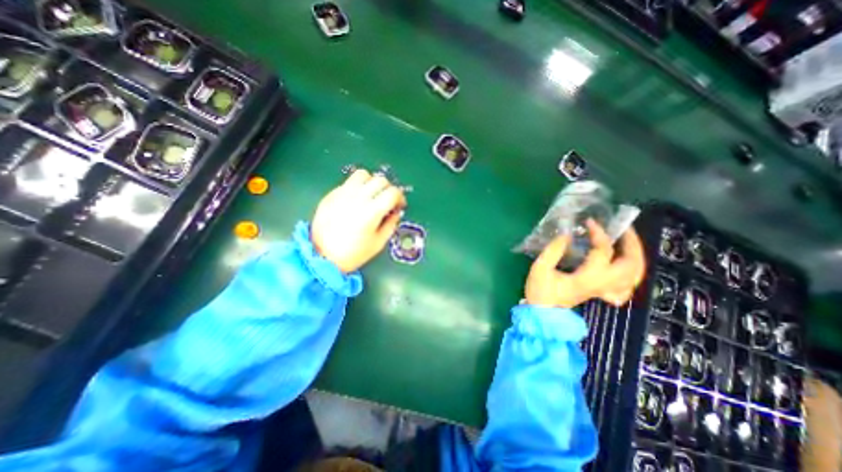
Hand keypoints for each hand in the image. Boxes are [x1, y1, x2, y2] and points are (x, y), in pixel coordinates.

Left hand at [313, 170, 408, 272]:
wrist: (322, 256)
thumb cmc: (353, 253)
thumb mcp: (378, 243)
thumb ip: (391, 225)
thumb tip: (396, 212)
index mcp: (372, 211)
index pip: (393, 192)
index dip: (400, 197)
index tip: (399, 205)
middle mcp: (358, 197)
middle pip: (380, 180)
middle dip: (389, 189)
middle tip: (387, 200)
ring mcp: (343, 193)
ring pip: (363, 174)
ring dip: (372, 182)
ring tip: (371, 194)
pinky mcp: (331, 194)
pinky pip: (348, 182)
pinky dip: (357, 187)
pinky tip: (356, 200)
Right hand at [524, 219, 645, 307]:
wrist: (543, 313)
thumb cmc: (540, 291)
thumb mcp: (540, 268)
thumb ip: (553, 250)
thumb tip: (567, 234)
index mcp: (588, 278)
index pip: (603, 251)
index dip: (599, 233)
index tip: (589, 221)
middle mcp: (603, 285)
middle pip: (632, 264)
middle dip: (631, 243)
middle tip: (621, 228)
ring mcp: (604, 291)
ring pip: (635, 276)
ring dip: (636, 257)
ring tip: (626, 242)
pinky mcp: (601, 294)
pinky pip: (626, 287)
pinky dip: (631, 276)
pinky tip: (623, 267)